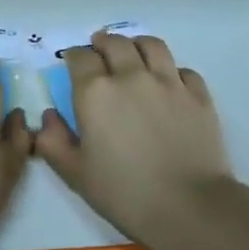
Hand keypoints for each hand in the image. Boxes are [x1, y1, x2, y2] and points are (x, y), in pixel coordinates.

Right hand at [35, 32, 231, 249]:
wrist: (188, 207)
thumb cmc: (124, 193)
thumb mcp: (75, 174)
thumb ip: (53, 141)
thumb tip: (49, 116)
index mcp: (95, 92)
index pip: (80, 57)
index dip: (74, 56)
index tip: (72, 62)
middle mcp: (131, 76)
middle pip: (115, 43)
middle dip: (103, 43)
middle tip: (99, 50)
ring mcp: (169, 82)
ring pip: (152, 46)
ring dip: (137, 44)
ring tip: (133, 51)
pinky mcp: (199, 95)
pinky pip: (183, 69)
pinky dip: (172, 70)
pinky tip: (169, 82)